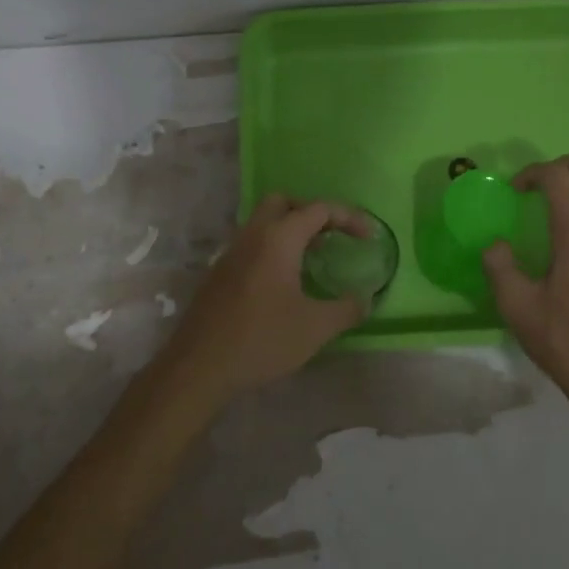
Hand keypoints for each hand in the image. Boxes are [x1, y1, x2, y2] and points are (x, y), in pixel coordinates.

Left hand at [159, 194, 369, 405]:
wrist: (199, 365)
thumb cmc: (262, 339)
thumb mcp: (315, 328)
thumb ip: (346, 309)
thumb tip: (366, 299)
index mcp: (278, 238)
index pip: (318, 209)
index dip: (348, 217)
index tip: (368, 237)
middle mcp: (253, 235)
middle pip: (284, 203)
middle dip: (312, 213)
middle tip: (332, 237)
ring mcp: (231, 252)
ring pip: (263, 222)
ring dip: (290, 230)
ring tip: (313, 258)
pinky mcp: (219, 272)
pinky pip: (251, 244)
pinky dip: (273, 248)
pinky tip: (284, 281)